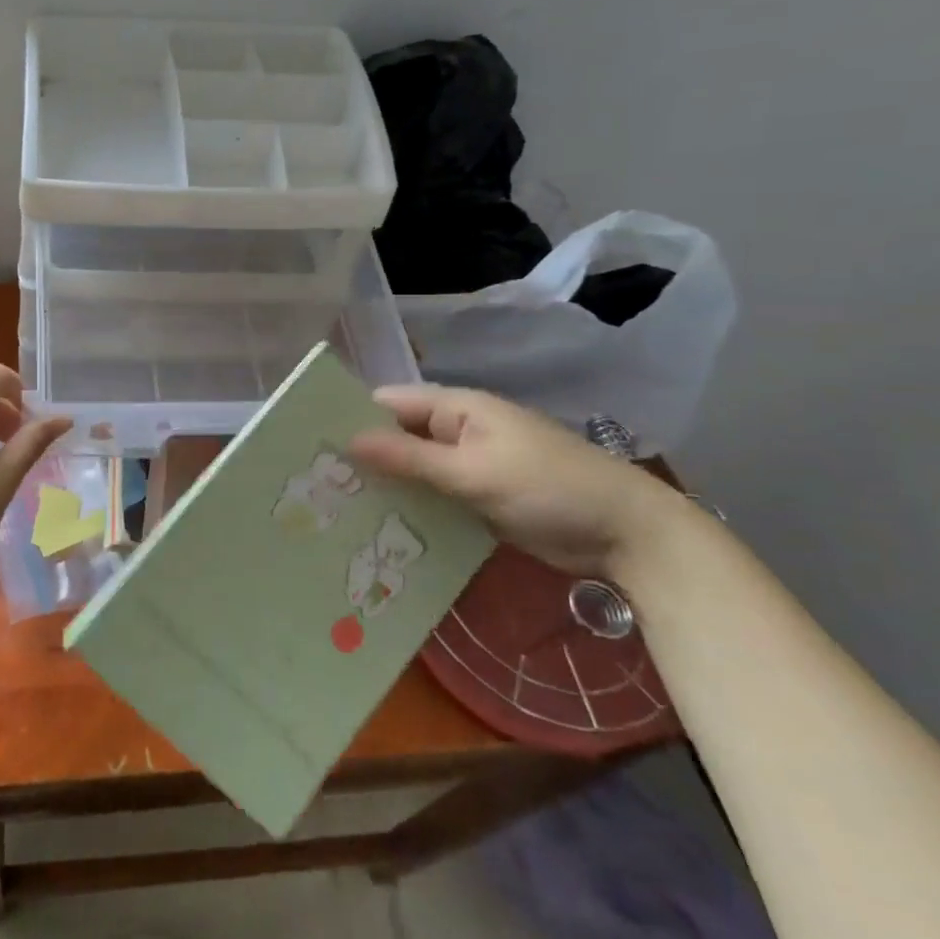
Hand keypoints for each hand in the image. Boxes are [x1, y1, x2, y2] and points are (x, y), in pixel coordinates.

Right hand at [348, 385, 684, 575]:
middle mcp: (457, 431)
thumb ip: (411, 457)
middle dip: (362, 456)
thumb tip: (349, 440)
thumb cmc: (550, 488)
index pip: (389, 403)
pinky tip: (379, 529)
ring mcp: (469, 466)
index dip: (351, 418)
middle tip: (315, 485)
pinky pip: (433, 496)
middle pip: (397, 436)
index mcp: (457, 409)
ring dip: (385, 485)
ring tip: (334, 510)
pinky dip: (410, 507)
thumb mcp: (475, 472)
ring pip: (413, 469)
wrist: (628, 535)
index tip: (310, 444)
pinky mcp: (478, 498)